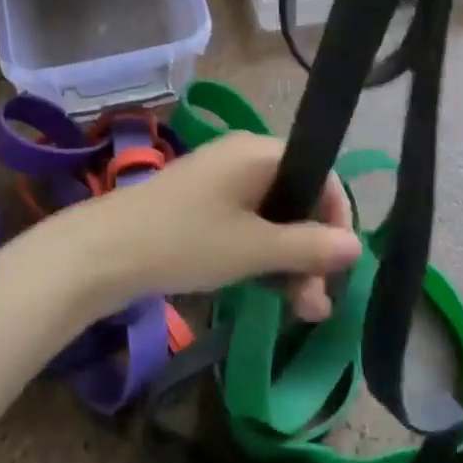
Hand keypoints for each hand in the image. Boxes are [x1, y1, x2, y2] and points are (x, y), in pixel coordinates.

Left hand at [50, 134, 362, 321]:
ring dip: (289, 261)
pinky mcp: (201, 205)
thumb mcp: (255, 248)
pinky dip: (261, 255)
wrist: (104, 252)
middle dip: (312, 251)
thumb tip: (358, 245)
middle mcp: (243, 157)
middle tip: (316, 304)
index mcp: (260, 151)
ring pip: (272, 217)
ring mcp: (220, 180)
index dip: (336, 220)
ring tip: (299, 311)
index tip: (339, 268)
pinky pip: (246, 224)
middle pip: (297, 199)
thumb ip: (309, 246)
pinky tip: (268, 292)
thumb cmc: (187, 240)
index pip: (321, 175)